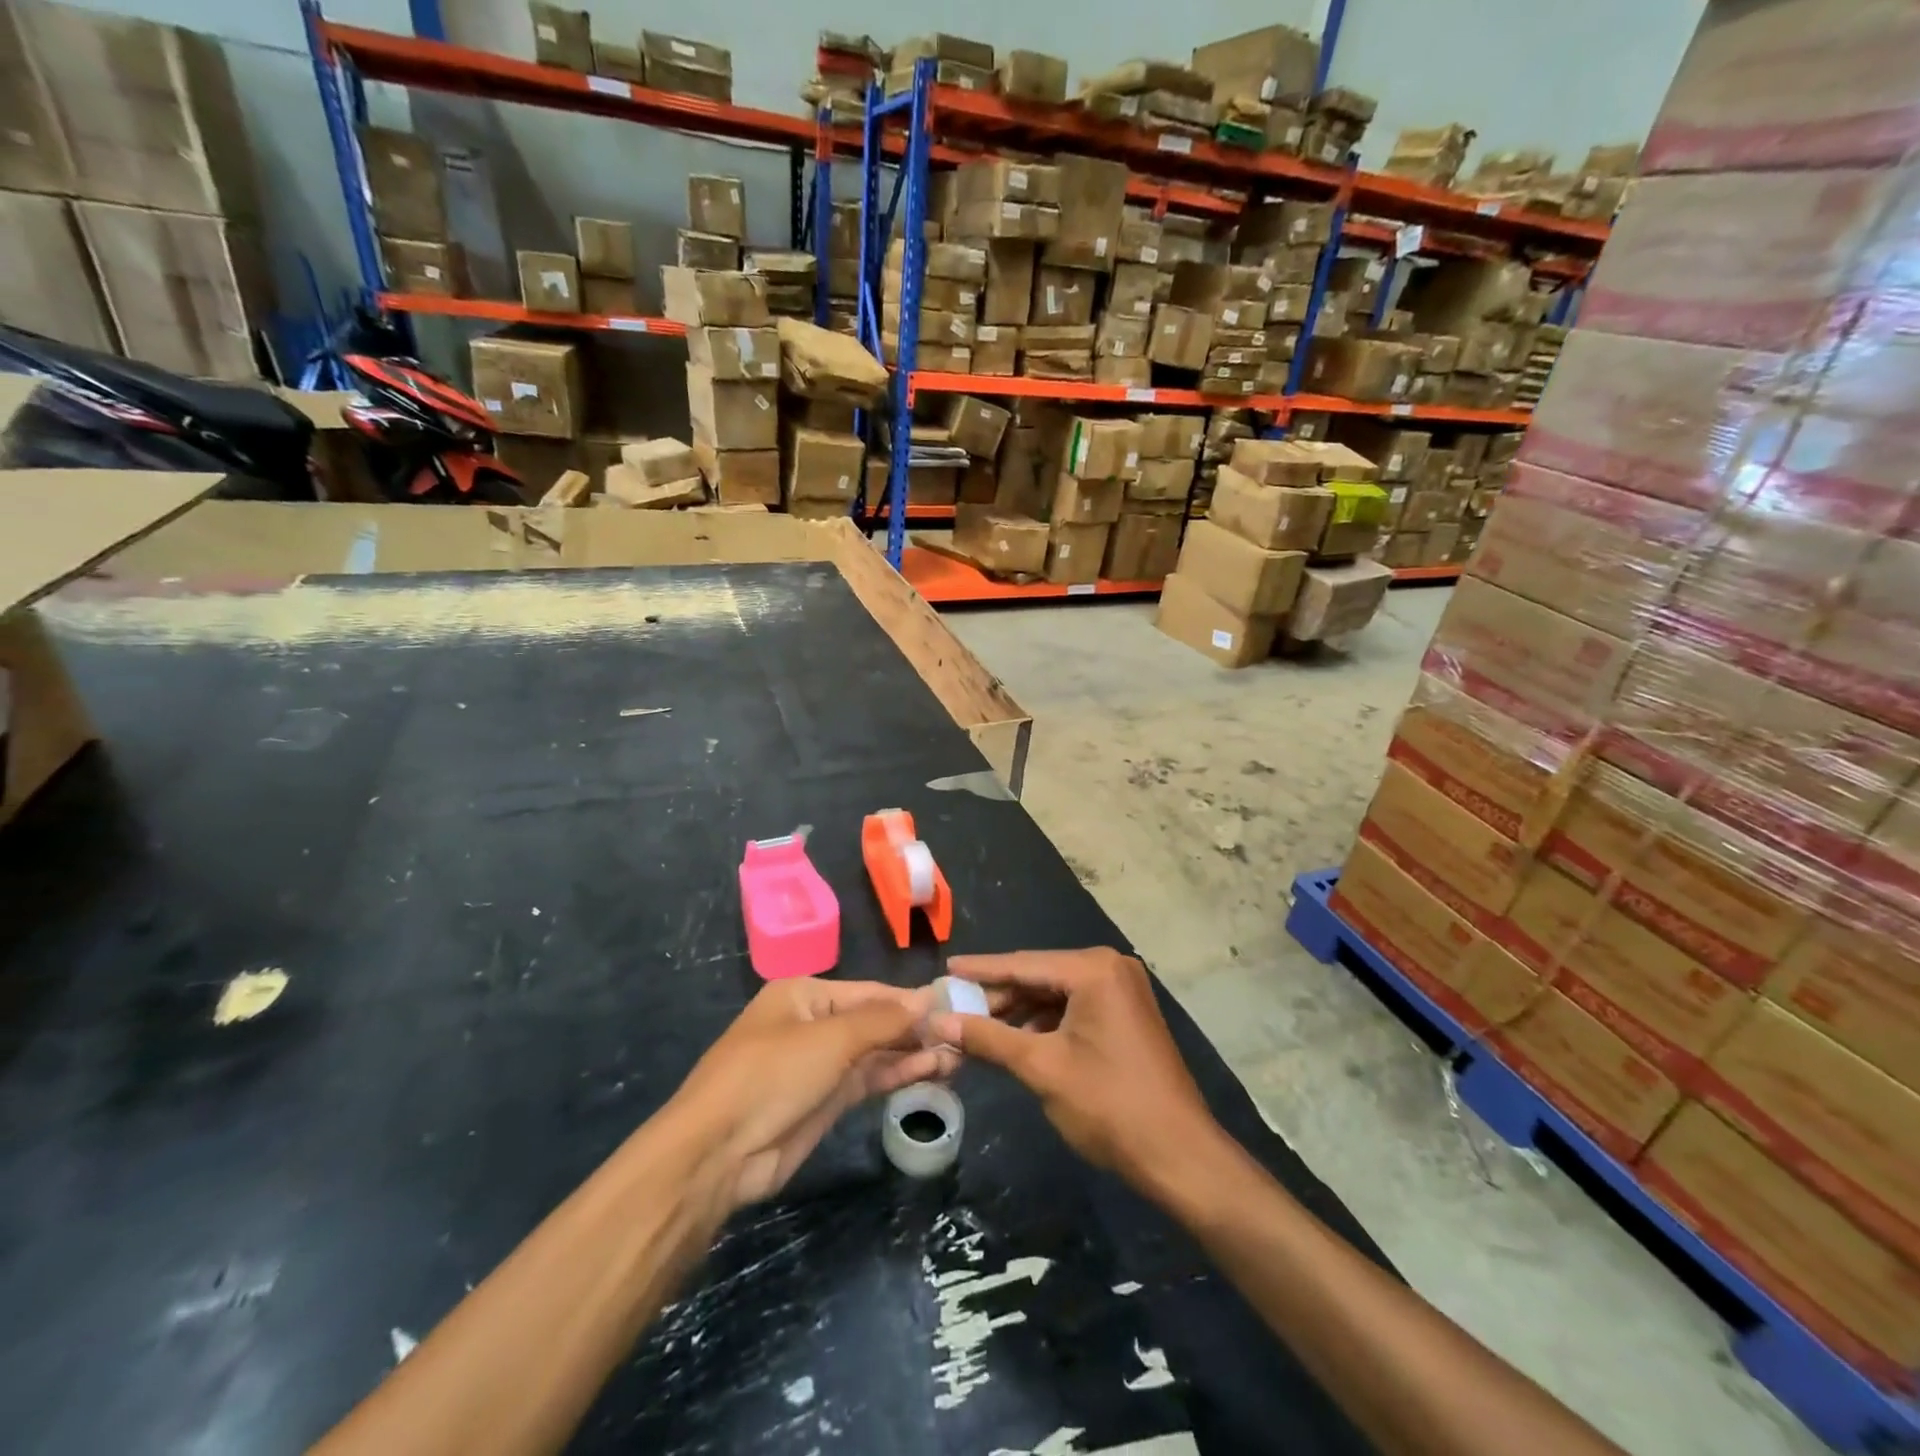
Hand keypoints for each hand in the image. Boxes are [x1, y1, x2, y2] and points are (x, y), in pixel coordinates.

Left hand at [671, 979, 956, 1211]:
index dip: (911, 1000)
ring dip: (912, 1054)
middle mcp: (813, 1023)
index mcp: (804, 995)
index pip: (870, 992)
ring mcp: (818, 1064)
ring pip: (875, 1052)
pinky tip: (931, 1072)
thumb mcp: (831, 1038)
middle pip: (874, 1021)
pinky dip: (897, 1075)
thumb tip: (930, 998)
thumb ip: (884, 1020)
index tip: (953, 1007)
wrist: (719, 1153)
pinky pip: (868, 1079)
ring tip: (957, 1056)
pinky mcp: (824, 1101)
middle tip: (963, 1036)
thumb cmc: (772, 1075)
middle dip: (915, 1029)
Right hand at [927, 949, 1222, 1196]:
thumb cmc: (1109, 1105)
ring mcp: (1123, 990)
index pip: (1023, 964)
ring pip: (1056, 993)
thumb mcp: (1041, 1068)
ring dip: (1020, 1011)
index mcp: (1094, 969)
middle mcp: (1111, 967)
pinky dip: (1045, 1022)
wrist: (1180, 1156)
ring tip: (977, 1026)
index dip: (981, 970)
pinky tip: (1017, 1039)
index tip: (945, 969)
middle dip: (999, 995)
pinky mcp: (1127, 1014)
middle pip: (1040, 975)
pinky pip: (1075, 1007)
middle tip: (955, 1006)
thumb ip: (988, 1038)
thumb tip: (939, 1022)